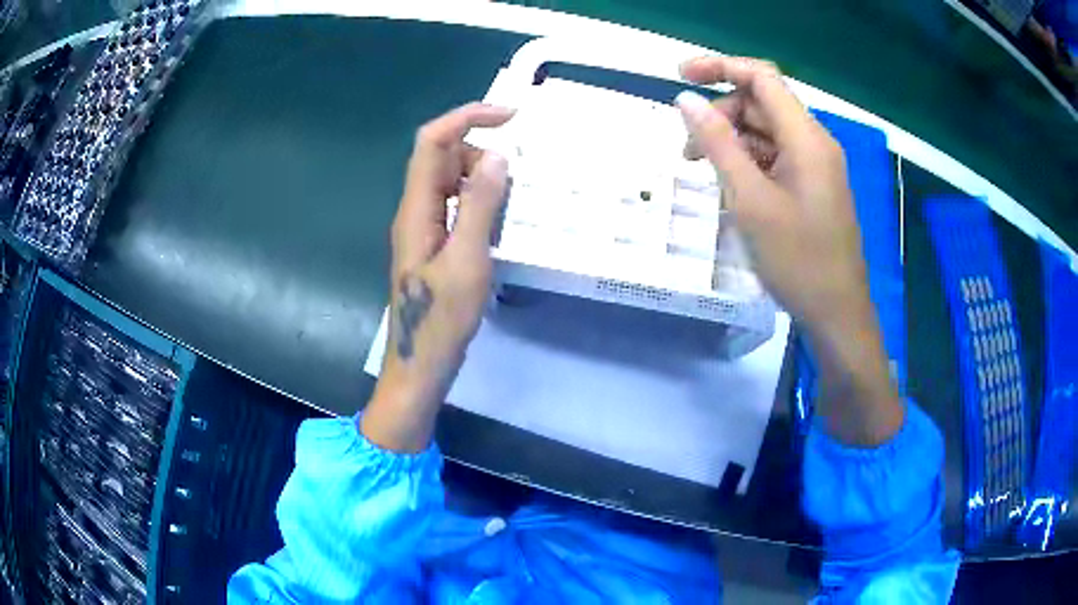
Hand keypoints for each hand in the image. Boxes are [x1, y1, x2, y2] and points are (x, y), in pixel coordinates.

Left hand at [363, 103, 512, 452]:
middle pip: (442, 156)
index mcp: (417, 209)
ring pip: (451, 181)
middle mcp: (415, 210)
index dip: (467, 117)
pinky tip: (494, 229)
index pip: (432, 141)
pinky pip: (455, 206)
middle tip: (511, 188)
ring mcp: (423, 227)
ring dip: (482, 182)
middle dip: (480, 155)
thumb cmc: (442, 320)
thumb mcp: (468, 261)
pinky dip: (478, 204)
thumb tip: (498, 156)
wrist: (420, 365)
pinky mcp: (433, 243)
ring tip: (504, 216)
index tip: (511, 116)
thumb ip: (480, 205)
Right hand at [677, 57, 869, 336]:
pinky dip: (750, 162)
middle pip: (763, 104)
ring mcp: (816, 165)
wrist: (837, 314)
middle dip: (722, 114)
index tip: (680, 77)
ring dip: (733, 141)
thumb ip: (718, 145)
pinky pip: (777, 157)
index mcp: (806, 138)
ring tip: (706, 173)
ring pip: (767, 132)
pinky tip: (733, 186)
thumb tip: (686, 101)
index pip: (762, 77)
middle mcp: (815, 142)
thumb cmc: (797, 260)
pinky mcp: (814, 185)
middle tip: (688, 150)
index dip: (720, 67)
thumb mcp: (750, 201)